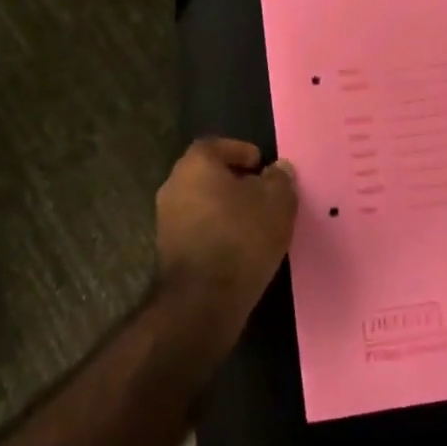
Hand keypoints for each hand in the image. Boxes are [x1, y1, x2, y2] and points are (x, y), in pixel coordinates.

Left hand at [155, 138, 297, 321]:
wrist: (202, 300)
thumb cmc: (241, 238)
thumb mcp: (276, 203)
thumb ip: (280, 180)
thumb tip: (279, 168)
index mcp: (196, 164)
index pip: (216, 145)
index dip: (240, 151)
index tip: (260, 164)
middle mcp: (174, 185)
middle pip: (207, 173)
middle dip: (234, 180)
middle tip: (262, 191)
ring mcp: (166, 219)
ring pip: (201, 202)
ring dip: (225, 207)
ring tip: (255, 220)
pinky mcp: (168, 250)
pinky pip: (197, 227)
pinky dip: (216, 229)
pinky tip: (239, 244)